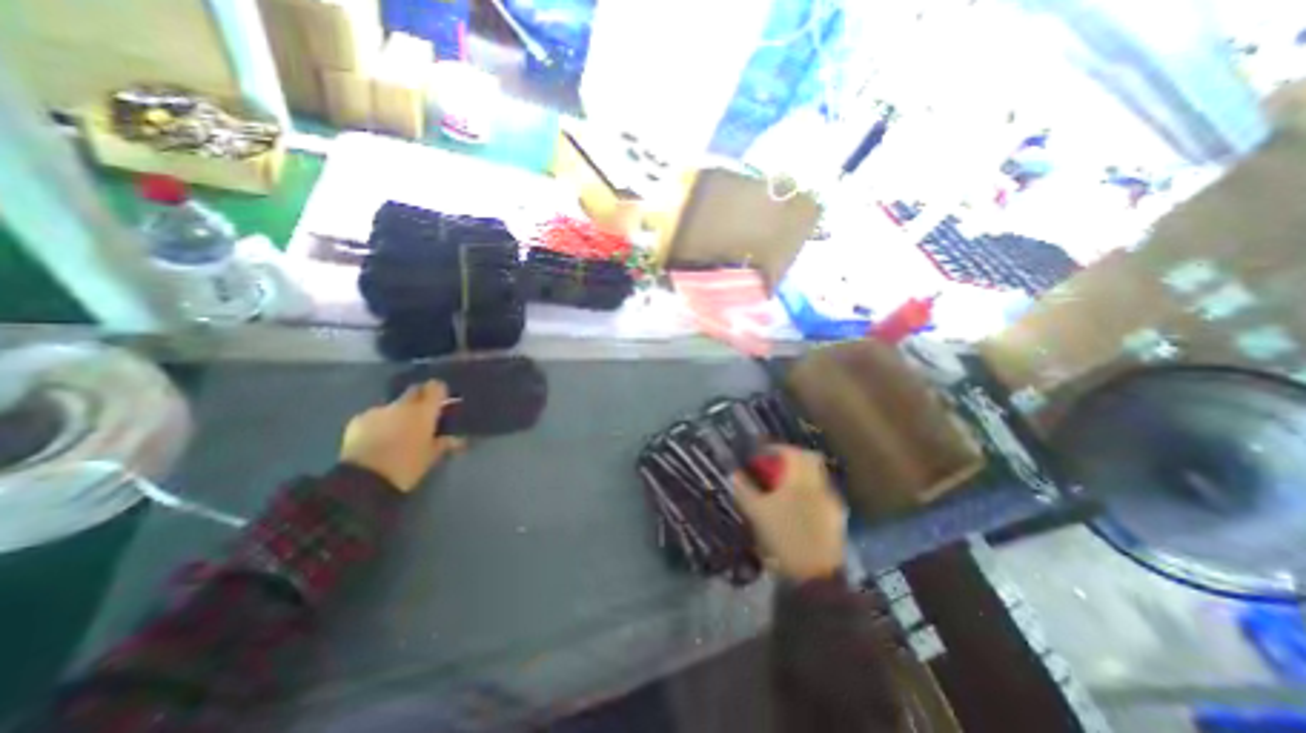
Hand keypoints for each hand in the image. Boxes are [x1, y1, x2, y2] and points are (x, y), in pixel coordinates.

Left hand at [339, 377, 465, 490]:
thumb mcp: (432, 456)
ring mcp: (378, 411)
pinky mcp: (357, 421)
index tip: (442, 401)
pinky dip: (380, 423)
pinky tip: (378, 438)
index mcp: (424, 411)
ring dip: (399, 413)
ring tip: (398, 431)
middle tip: (422, 415)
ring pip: (394, 405)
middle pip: (414, 391)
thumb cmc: (407, 466)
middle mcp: (402, 405)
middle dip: (419, 398)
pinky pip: (375, 416)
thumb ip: (444, 443)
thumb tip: (457, 439)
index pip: (436, 387)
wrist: (364, 480)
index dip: (439, 392)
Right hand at [732, 444, 847, 581]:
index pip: (793, 451)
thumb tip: (734, 473)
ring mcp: (831, 502)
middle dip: (793, 459)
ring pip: (818, 476)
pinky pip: (822, 494)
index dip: (777, 448)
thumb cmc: (782, 538)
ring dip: (802, 475)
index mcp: (801, 480)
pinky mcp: (837, 518)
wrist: (814, 577)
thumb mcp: (756, 513)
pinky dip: (810, 492)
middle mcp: (820, 485)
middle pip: (810, 459)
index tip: (763, 454)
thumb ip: (744, 489)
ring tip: (785, 488)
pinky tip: (799, 508)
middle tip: (776, 467)